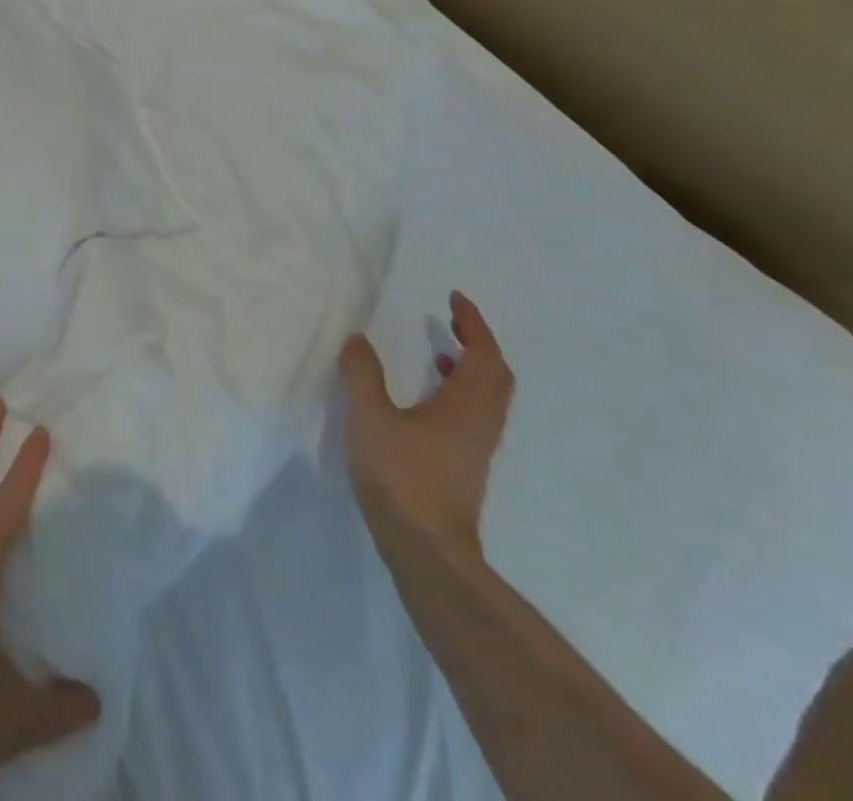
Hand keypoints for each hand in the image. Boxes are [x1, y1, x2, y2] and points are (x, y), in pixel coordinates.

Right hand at [339, 291, 513, 570]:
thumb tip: (357, 339)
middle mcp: (481, 424)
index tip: (455, 299)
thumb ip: (362, 375)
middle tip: (451, 322)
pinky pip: (473, 416)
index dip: (473, 323)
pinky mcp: (465, 468)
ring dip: (469, 369)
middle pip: (495, 375)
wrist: (428, 553)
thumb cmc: (402, 478)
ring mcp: (476, 449)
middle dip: (477, 343)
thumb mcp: (370, 418)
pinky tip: (426, 402)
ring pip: (486, 398)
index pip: (483, 354)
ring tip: (437, 353)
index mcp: (467, 405)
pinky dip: (458, 394)